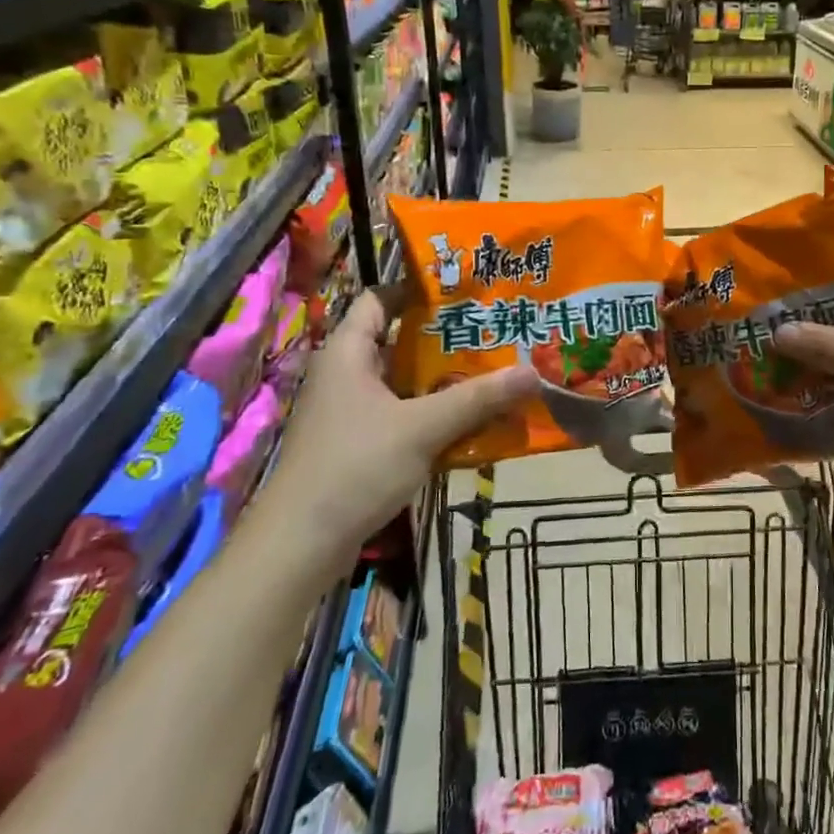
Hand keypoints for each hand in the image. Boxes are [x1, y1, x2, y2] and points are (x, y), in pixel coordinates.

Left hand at [262, 285, 539, 572]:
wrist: (299, 546)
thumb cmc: (355, 467)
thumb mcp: (422, 428)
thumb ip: (477, 399)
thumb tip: (534, 372)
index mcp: (348, 353)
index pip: (379, 298)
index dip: (417, 287)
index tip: (464, 287)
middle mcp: (345, 375)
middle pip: (397, 339)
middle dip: (443, 334)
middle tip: (492, 326)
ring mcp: (349, 411)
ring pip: (401, 380)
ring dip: (441, 376)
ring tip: (491, 366)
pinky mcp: (357, 444)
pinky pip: (400, 413)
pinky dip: (431, 410)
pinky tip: (468, 417)